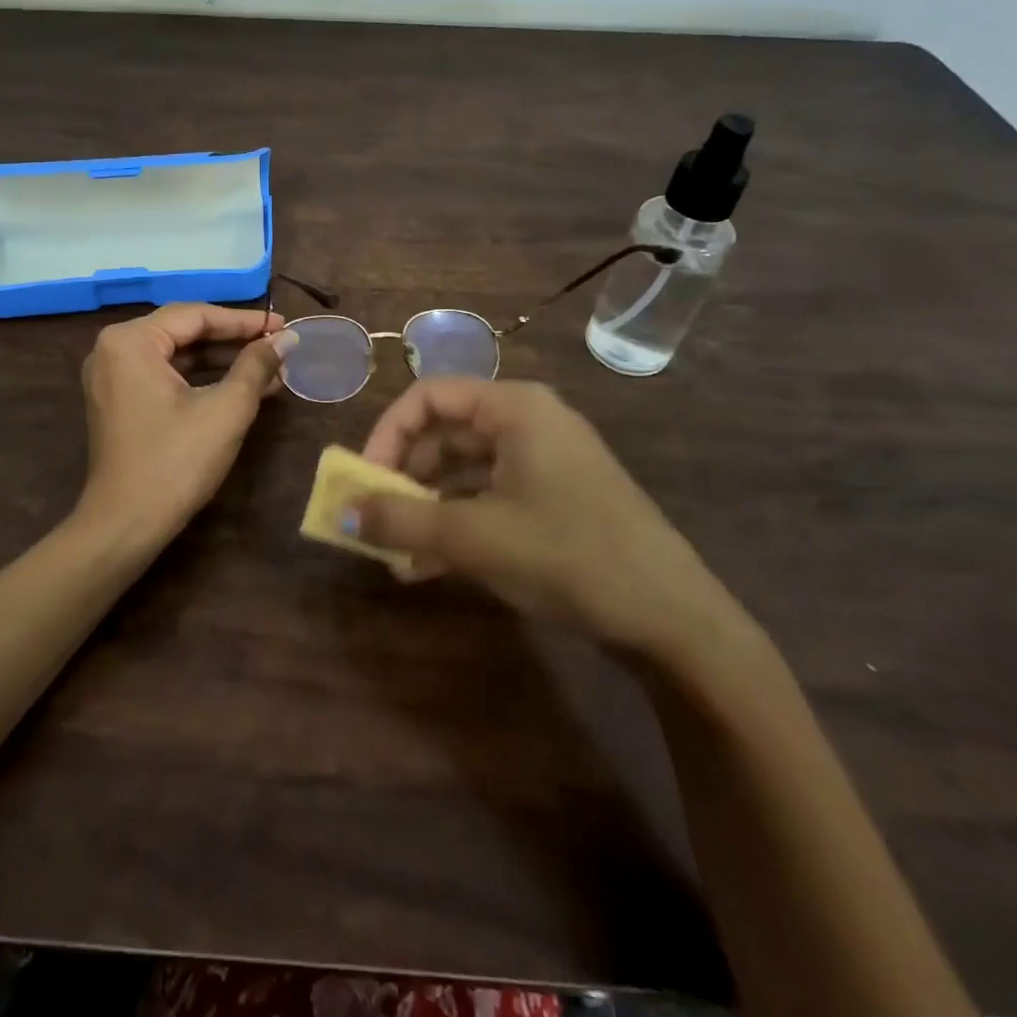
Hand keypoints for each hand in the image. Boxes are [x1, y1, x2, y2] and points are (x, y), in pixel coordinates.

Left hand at [75, 303, 297, 546]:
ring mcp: (112, 377)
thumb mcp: (226, 410)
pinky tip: (241, 388)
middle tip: (279, 345)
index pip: (196, 315)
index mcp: (130, 341)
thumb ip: (257, 366)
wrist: (125, 526)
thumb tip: (287, 339)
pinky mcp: (119, 402)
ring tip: (270, 368)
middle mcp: (113, 349)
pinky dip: (201, 381)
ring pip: (177, 356)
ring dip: (222, 362)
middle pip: (184, 332)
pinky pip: (165, 377)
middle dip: (234, 341)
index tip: (284, 326)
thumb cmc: (176, 462)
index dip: (244, 321)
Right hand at [355, 379, 741, 657]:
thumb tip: (343, 514)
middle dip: (403, 477)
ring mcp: (543, 462)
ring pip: (464, 471)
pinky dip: (456, 524)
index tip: (364, 479)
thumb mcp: (473, 537)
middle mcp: (527, 423)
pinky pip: (488, 498)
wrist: (673, 620)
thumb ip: (402, 521)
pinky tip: (427, 568)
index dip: (387, 432)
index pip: (429, 396)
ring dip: (425, 508)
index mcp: (514, 409)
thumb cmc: (568, 554)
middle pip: (445, 433)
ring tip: (395, 553)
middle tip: (375, 518)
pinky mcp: (553, 499)